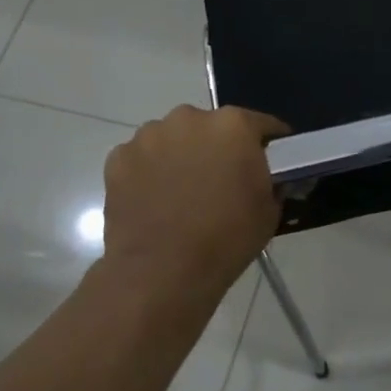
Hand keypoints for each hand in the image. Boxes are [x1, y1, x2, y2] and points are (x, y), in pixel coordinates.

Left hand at [94, 105, 286, 328]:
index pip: (262, 124)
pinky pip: (142, 158)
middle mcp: (189, 118)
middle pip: (212, 127)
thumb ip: (271, 182)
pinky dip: (149, 171)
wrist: (162, 272)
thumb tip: (265, 177)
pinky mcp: (118, 158)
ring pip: (173, 139)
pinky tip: (154, 201)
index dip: (270, 143)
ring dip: (181, 155)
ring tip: (183, 192)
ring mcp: (149, 136)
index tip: (272, 160)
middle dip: (219, 147)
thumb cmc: (226, 238)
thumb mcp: (270, 210)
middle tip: (222, 179)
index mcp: (233, 125)